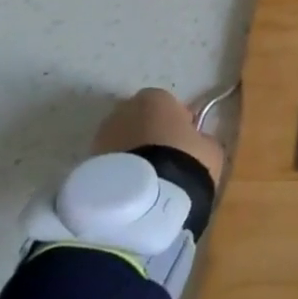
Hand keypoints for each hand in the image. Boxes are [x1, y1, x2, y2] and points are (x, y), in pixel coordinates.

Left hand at [93, 87, 225, 187]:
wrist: (145, 200)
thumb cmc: (184, 162)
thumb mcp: (210, 148)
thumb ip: (201, 138)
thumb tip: (196, 141)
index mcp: (155, 98)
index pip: (166, 103)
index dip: (175, 121)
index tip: (184, 139)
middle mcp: (123, 110)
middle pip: (138, 118)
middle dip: (148, 133)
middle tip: (164, 157)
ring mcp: (101, 136)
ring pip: (121, 140)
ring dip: (131, 152)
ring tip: (146, 177)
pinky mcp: (87, 164)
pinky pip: (109, 161)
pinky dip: (118, 170)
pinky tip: (131, 188)